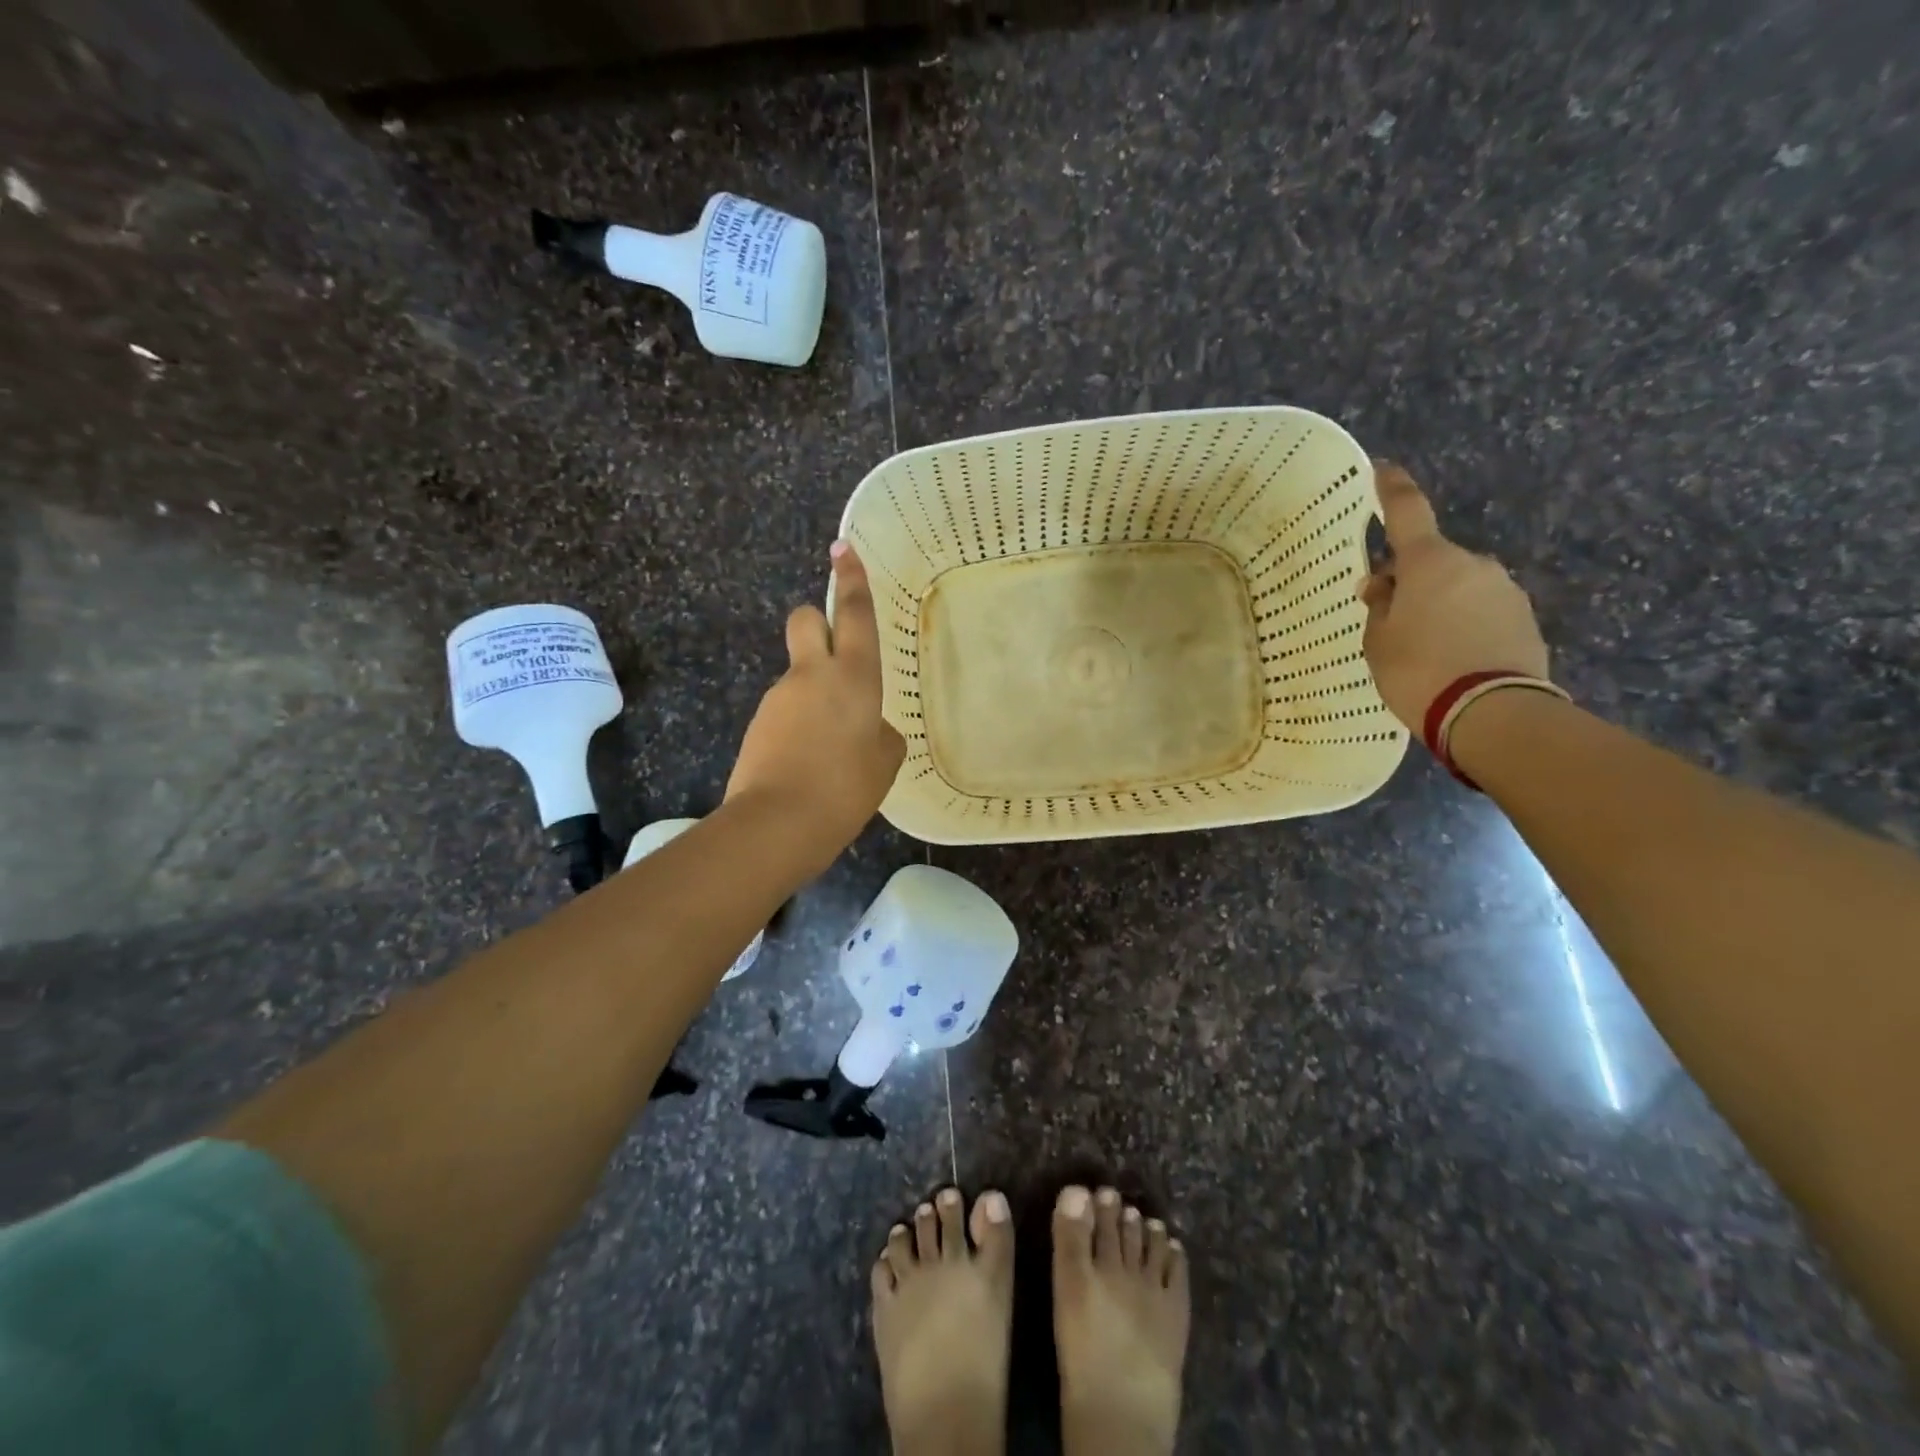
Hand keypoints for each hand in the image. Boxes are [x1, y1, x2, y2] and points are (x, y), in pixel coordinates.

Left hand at [726, 541, 906, 869]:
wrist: (778, 823)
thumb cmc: (846, 788)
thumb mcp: (885, 760)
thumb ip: (879, 734)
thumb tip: (866, 728)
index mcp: (853, 677)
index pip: (854, 614)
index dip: (851, 579)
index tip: (842, 548)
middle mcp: (812, 676)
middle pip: (805, 620)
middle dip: (816, 621)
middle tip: (832, 651)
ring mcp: (779, 699)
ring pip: (798, 675)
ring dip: (813, 694)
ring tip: (830, 751)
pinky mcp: (758, 725)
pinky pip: (786, 712)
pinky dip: (799, 726)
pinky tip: (809, 765)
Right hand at [1359, 463, 1551, 730]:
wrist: (1490, 712)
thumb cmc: (1417, 670)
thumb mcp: (1377, 641)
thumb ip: (1378, 606)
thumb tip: (1382, 585)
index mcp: (1430, 562)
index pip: (1407, 512)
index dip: (1392, 489)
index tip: (1383, 470)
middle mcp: (1472, 564)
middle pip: (1432, 560)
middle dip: (1410, 578)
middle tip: (1387, 614)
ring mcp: (1505, 590)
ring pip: (1458, 586)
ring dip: (1438, 603)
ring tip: (1420, 646)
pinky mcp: (1524, 619)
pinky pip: (1481, 610)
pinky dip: (1463, 623)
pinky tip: (1449, 656)